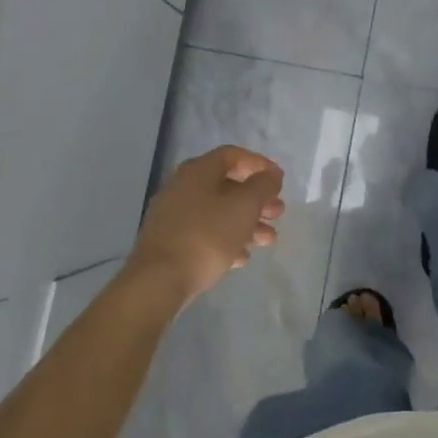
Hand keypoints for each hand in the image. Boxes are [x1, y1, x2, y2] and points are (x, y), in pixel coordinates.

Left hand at [125, 145, 285, 306]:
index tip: (279, 181)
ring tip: (268, 240)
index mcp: (197, 171)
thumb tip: (271, 174)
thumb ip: (262, 186)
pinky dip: (226, 240)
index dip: (259, 164)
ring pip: (218, 212)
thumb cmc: (206, 236)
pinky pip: (204, 233)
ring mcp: (173, 215)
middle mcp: (182, 187)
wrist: (158, 281)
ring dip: (246, 223)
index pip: (232, 155)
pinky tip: (241, 258)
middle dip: (256, 199)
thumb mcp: (244, 207)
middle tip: (278, 213)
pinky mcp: (170, 242)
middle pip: (227, 185)